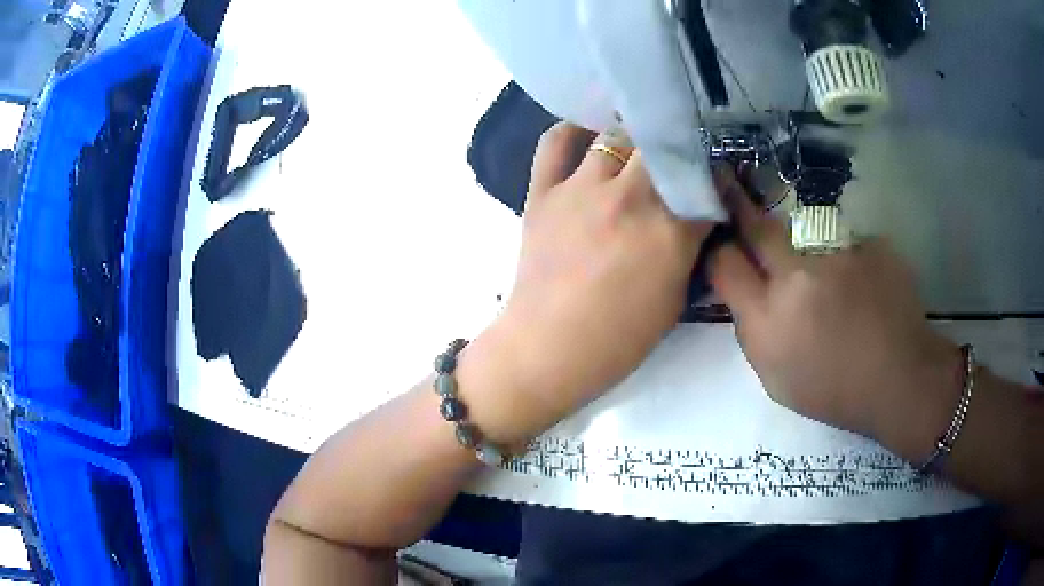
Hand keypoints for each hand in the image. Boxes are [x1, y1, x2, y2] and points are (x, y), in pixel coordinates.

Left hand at [465, 123, 711, 443]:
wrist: (548, 349)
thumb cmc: (619, 338)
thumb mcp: (675, 299)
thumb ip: (688, 249)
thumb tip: (693, 218)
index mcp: (669, 230)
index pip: (703, 183)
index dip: (711, 178)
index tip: (709, 180)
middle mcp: (629, 198)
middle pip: (662, 147)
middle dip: (674, 152)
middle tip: (673, 164)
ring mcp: (581, 189)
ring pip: (614, 136)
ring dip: (631, 143)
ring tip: (633, 153)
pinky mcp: (543, 191)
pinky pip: (555, 142)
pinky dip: (572, 133)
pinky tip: (585, 137)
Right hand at [709, 173, 961, 443]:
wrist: (901, 379)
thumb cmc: (835, 392)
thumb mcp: (777, 380)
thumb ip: (754, 333)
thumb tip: (747, 296)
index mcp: (769, 320)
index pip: (725, 263)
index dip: (719, 250)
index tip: (722, 241)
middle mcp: (798, 277)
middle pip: (758, 227)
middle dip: (738, 201)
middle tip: (727, 177)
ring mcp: (838, 254)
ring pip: (810, 239)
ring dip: (813, 255)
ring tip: (838, 291)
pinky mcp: (869, 244)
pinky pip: (848, 247)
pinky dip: (853, 265)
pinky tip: (868, 293)